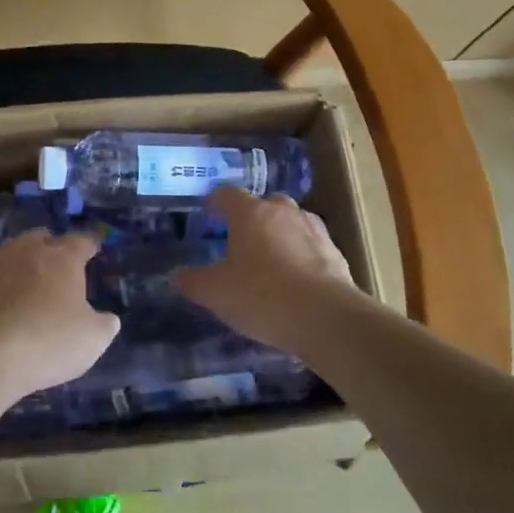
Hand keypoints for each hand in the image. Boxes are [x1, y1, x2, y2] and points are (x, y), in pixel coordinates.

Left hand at [0, 231, 119, 401]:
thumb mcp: (92, 339)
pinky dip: (2, 287)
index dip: (89, 246)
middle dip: (52, 247)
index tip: (93, 250)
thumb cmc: (48, 340)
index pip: (81, 242)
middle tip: (59, 264)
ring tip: (31, 283)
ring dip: (23, 263)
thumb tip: (108, 318)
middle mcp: (28, 251)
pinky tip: (6, 306)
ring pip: (14, 253)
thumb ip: (104, 325)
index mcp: (63, 258)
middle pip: (42, 238)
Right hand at [174, 186, 358, 356]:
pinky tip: (296, 281)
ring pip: (292, 223)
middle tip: (241, 241)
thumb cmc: (261, 296)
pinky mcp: (336, 254)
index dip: (216, 203)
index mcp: (251, 213)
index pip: (227, 194)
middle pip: (265, 204)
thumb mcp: (215, 293)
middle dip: (253, 217)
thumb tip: (177, 276)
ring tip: (271, 261)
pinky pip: (312, 247)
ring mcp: (314, 231)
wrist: (326, 318)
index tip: (209, 215)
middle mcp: (284, 212)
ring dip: (281, 235)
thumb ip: (193, 281)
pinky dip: (302, 257)